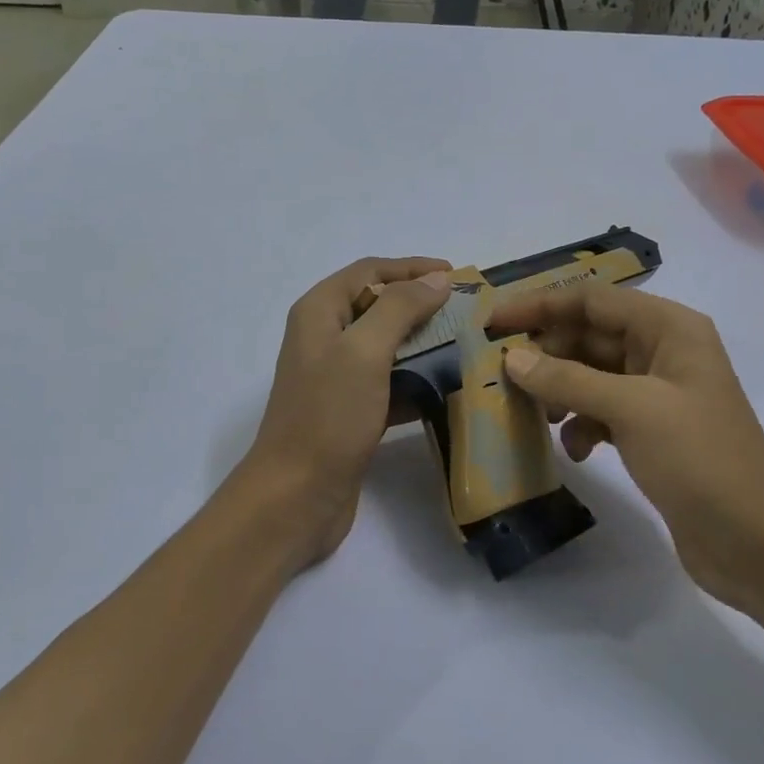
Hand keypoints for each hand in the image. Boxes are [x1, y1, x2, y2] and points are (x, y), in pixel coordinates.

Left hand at [240, 257, 451, 571]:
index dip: (411, 268)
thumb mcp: (364, 351)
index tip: (456, 275)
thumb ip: (399, 308)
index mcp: (319, 312)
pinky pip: (389, 382)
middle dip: (421, 304)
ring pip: (386, 346)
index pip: (368, 271)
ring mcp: (336, 377)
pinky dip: (416, 380)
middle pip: (377, 306)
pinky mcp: (351, 411)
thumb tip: (437, 279)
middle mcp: (324, 337)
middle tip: (467, 311)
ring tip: (466, 345)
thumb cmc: (328, 415)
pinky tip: (448, 386)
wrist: (296, 495)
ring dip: (423, 343)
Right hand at [490, 286, 763, 631]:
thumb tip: (512, 358)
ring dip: (560, 391)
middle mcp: (663, 351)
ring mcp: (658, 393)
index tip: (493, 322)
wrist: (757, 542)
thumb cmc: (699, 459)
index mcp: (669, 329)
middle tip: (502, 375)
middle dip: (547, 353)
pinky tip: (576, 451)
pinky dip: (582, 425)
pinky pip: (602, 411)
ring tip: (535, 416)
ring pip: (591, 375)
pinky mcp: (652, 431)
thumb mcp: (630, 410)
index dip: (539, 305)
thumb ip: (567, 378)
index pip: (592, 299)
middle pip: (589, 334)